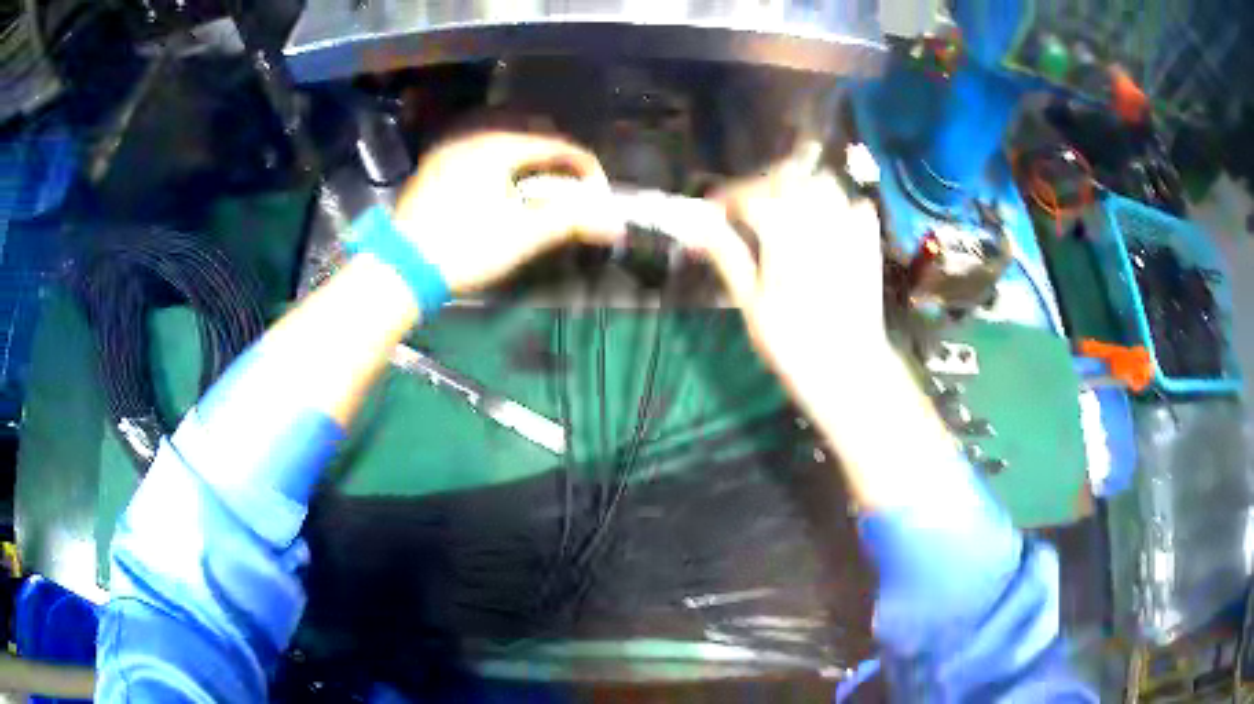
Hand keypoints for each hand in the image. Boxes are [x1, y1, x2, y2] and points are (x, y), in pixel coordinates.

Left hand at [392, 131, 623, 292]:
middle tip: (570, 178)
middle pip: (527, 128)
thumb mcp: (522, 236)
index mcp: (498, 145)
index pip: (554, 144)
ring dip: (524, 147)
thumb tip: (614, 222)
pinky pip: (474, 143)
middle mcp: (472, 135)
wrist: (401, 267)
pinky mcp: (432, 165)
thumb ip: (570, 222)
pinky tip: (497, 174)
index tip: (599, 190)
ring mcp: (447, 148)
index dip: (583, 165)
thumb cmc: (464, 248)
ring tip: (538, 172)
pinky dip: (496, 152)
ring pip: (497, 132)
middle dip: (555, 150)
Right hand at [696, 159, 887, 386]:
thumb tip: (699, 226)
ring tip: (783, 211)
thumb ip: (728, 255)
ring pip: (823, 183)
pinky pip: (854, 204)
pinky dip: (836, 204)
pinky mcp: (869, 242)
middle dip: (761, 186)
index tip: (712, 210)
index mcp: (785, 233)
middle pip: (787, 178)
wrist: (850, 369)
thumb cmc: (794, 343)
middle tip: (745, 210)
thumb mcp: (751, 303)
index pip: (750, 196)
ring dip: (798, 188)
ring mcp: (850, 227)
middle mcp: (819, 218)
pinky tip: (824, 225)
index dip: (727, 198)